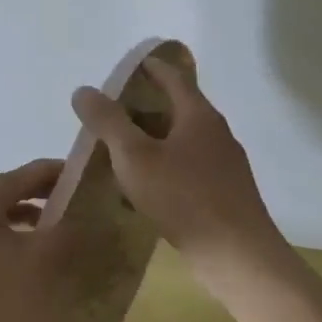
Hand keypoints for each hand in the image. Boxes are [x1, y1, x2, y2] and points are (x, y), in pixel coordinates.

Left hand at [0, 159, 91, 321]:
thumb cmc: (8, 304)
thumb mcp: (45, 259)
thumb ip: (67, 227)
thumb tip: (87, 212)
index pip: (13, 179)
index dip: (49, 173)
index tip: (78, 172)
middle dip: (36, 196)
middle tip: (70, 197)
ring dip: (22, 218)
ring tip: (55, 223)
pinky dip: (7, 239)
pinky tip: (30, 251)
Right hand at [71, 57, 282, 274]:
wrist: (238, 256)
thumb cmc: (184, 198)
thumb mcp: (134, 157)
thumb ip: (108, 122)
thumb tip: (83, 90)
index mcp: (198, 116)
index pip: (173, 77)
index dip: (150, 67)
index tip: (129, 65)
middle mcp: (216, 133)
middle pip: (179, 107)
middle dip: (147, 105)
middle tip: (113, 110)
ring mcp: (224, 165)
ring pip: (183, 140)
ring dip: (154, 138)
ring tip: (122, 147)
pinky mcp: (225, 193)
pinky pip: (188, 167)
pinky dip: (165, 164)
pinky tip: (146, 185)